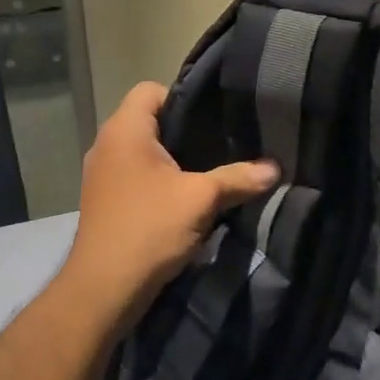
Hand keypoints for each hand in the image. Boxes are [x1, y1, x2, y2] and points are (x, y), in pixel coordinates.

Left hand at [55, 82, 279, 329]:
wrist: (104, 290)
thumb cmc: (149, 229)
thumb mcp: (202, 199)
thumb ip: (240, 177)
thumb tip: (276, 168)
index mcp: (125, 131)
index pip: (152, 89)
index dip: (185, 97)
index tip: (215, 119)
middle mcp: (107, 144)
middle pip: (151, 119)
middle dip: (187, 131)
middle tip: (224, 143)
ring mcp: (103, 174)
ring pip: (146, 150)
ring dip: (176, 159)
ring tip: (211, 170)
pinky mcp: (106, 200)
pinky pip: (139, 174)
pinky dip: (162, 180)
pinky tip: (188, 198)